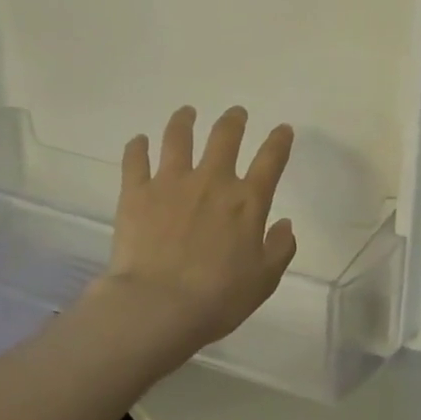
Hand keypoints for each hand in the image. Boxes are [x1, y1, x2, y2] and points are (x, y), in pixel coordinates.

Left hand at [93, 105, 296, 364]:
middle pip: (225, 136)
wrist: (158, 306)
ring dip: (184, 121)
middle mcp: (211, 181)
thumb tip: (285, 224)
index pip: (270, 160)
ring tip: (186, 112)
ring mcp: (171, 183)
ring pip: (178, 138)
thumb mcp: (264, 280)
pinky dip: (137, 147)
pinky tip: (138, 141)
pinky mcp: (136, 193)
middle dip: (234, 120)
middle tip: (236, 114)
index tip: (282, 129)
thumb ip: (279, 248)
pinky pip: (135, 160)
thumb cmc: (218, 298)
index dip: (279, 141)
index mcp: (247, 201)